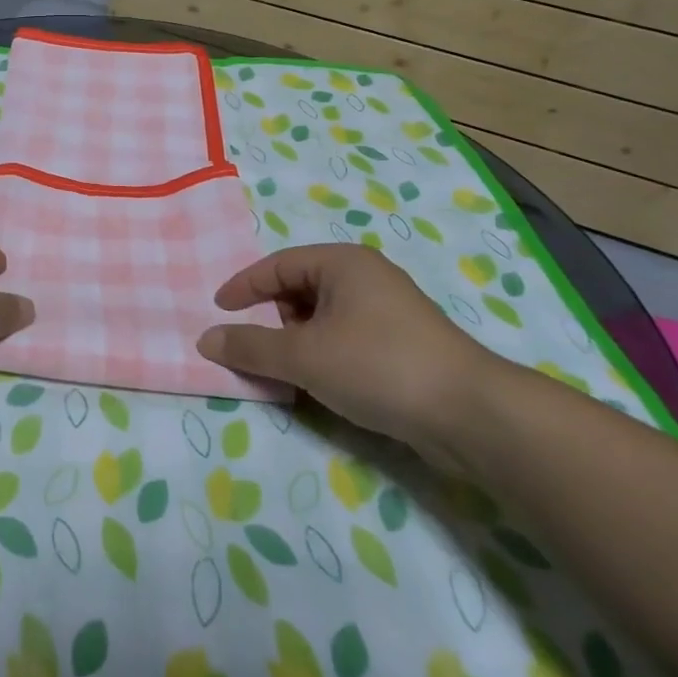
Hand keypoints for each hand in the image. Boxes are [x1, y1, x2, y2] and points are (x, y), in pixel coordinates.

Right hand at [197, 244, 497, 462]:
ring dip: (296, 339)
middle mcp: (365, 276)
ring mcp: (388, 310)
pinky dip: (322, 353)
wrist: (471, 414)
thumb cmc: (378, 365)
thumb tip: (206, 340)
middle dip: (271, 316)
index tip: (217, 312)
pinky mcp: (402, 343)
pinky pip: (344, 337)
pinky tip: (319, 382)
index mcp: (342, 263)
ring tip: (283, 369)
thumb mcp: (304, 356)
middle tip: (252, 346)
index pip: (277, 265)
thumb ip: (250, 347)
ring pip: (322, 316)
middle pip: (299, 288)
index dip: (243, 287)